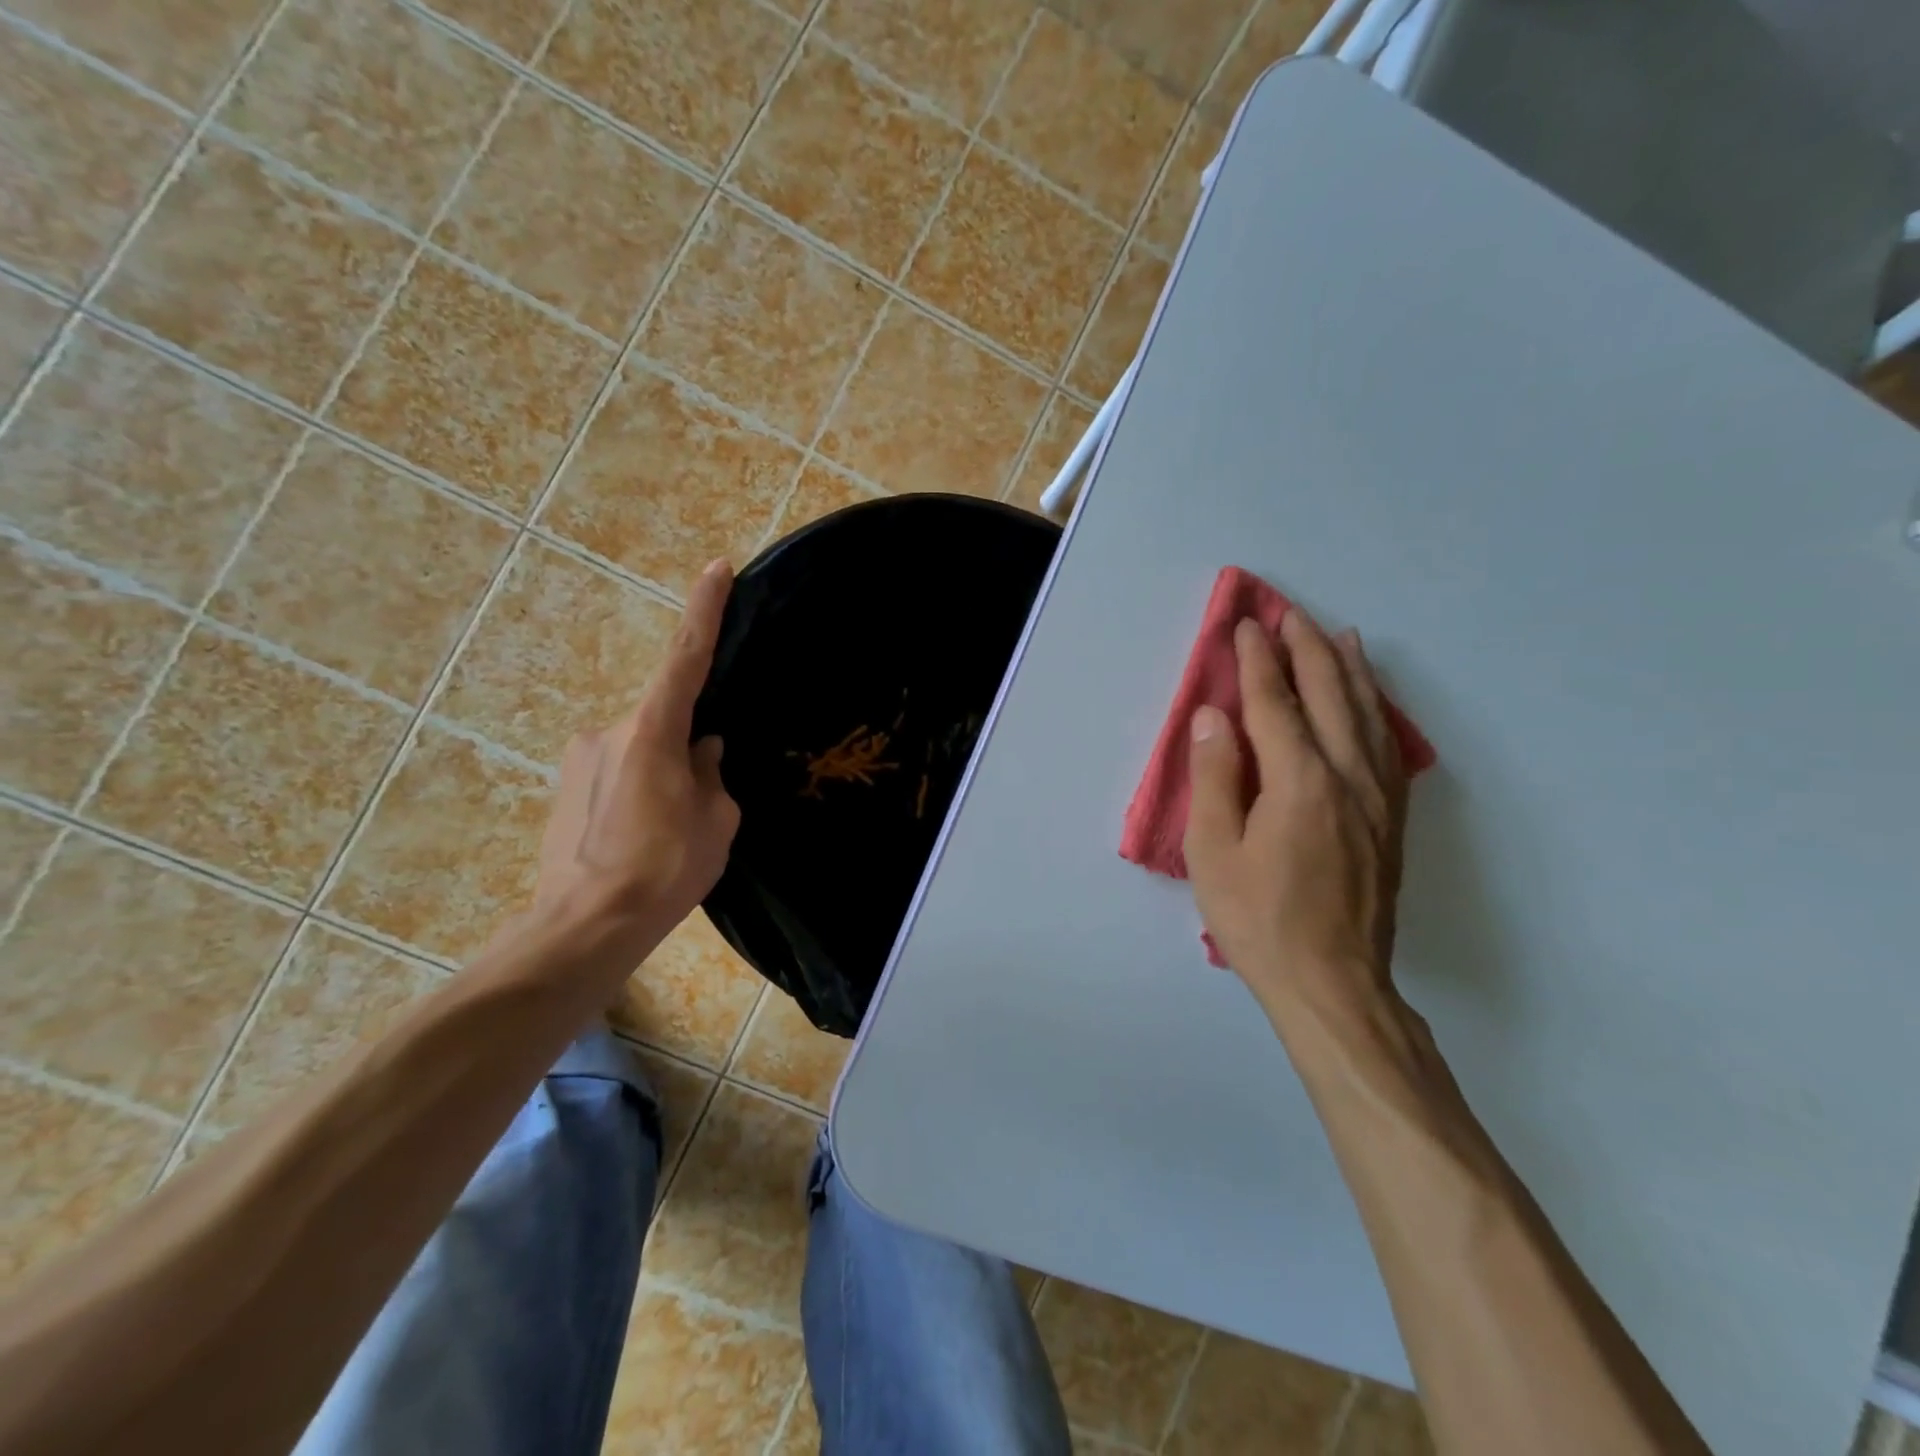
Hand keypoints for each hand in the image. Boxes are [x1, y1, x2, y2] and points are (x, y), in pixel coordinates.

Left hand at [535, 559, 740, 928]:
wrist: (584, 927)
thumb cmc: (664, 869)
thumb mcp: (715, 820)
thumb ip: (711, 774)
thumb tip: (702, 751)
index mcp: (652, 731)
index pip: (685, 657)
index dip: (704, 610)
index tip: (716, 568)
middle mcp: (609, 730)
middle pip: (665, 718)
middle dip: (691, 745)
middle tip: (705, 801)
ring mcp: (580, 758)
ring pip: (641, 750)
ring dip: (664, 776)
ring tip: (671, 833)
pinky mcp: (563, 787)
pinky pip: (617, 772)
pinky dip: (639, 792)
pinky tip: (642, 838)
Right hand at [1183, 610, 1409, 1024]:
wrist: (1333, 982)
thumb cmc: (1258, 918)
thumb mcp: (1214, 852)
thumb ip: (1215, 777)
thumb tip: (1213, 716)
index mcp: (1299, 781)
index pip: (1275, 703)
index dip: (1257, 661)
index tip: (1246, 625)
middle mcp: (1346, 776)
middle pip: (1328, 695)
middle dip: (1306, 649)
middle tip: (1289, 613)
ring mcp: (1377, 797)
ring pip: (1367, 715)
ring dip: (1348, 670)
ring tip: (1337, 636)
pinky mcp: (1391, 819)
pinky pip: (1388, 746)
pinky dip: (1377, 710)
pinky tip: (1371, 701)